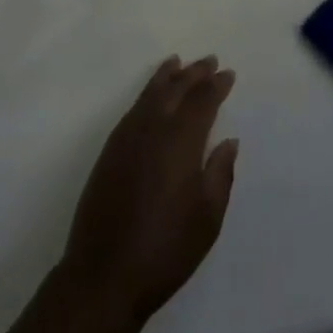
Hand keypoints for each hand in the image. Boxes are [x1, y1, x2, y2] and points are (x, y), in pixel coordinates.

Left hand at [59, 55, 238, 323]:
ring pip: (151, 92)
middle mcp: (153, 127)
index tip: (228, 74)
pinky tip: (152, 95)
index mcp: (180, 140)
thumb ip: (220, 173)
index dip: (216, 85)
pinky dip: (148, 91)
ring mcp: (127, 135)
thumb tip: (228, 140)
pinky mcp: (111, 148)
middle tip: (209, 60)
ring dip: (168, 76)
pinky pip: (135, 106)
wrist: (105, 272)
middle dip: (194, 73)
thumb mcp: (207, 218)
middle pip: (176, 88)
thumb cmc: (166, 249)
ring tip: (179, 63)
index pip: (202, 101)